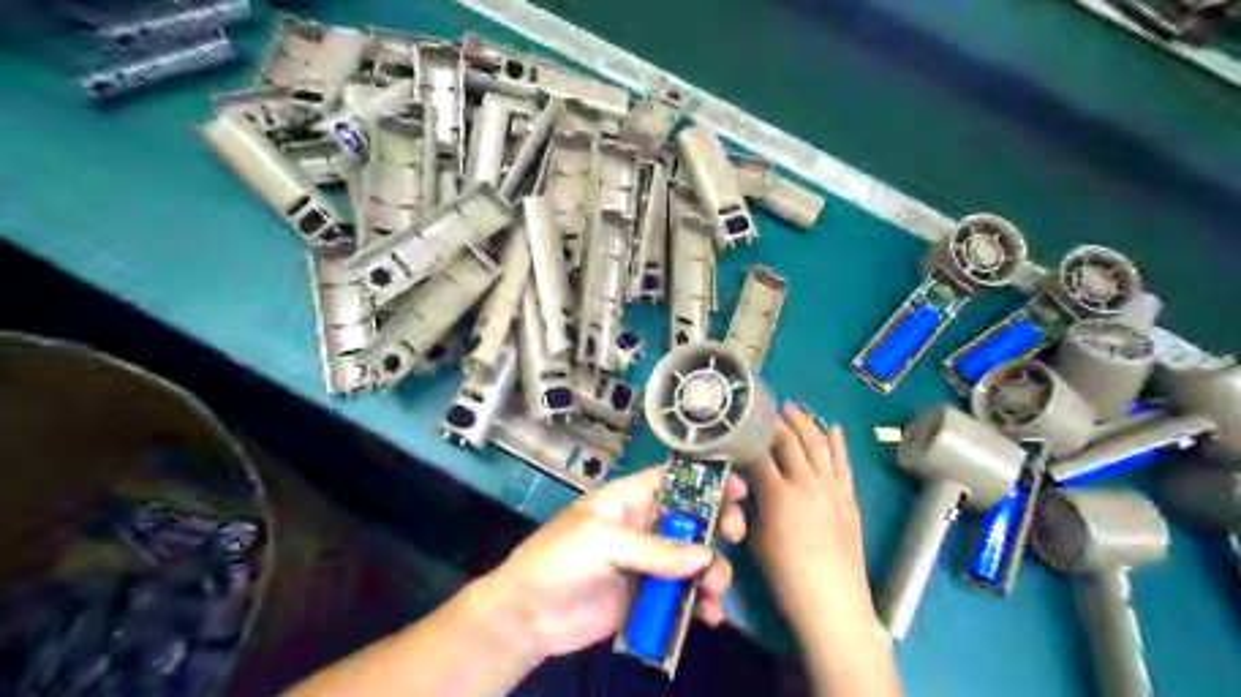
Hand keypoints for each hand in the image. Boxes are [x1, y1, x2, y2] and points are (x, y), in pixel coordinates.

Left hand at [476, 466, 746, 660]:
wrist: (527, 616)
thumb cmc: (558, 560)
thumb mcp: (602, 542)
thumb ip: (654, 549)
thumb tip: (706, 557)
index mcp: (628, 500)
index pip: (673, 480)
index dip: (706, 479)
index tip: (737, 489)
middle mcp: (643, 527)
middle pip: (691, 519)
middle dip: (718, 525)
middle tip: (733, 536)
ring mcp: (646, 564)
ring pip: (692, 561)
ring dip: (712, 572)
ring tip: (713, 590)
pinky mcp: (646, 598)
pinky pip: (681, 596)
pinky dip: (700, 605)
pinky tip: (708, 617)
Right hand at [750, 410, 876, 641]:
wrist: (833, 603)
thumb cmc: (786, 576)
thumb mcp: (757, 538)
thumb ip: (754, 505)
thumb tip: (751, 483)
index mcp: (778, 493)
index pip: (759, 454)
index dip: (748, 437)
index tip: (740, 424)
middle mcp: (806, 483)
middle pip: (790, 442)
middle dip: (776, 421)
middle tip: (766, 408)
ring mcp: (831, 490)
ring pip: (818, 446)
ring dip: (805, 424)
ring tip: (795, 408)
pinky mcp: (848, 500)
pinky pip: (843, 465)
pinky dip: (838, 445)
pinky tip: (834, 429)